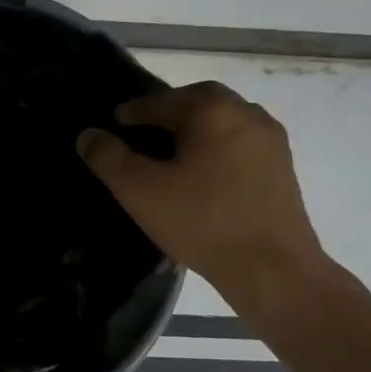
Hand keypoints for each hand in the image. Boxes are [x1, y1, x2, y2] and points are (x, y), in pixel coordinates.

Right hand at [77, 81, 326, 299]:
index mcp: (212, 110)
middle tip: (144, 130)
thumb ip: (108, 157)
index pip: (161, 101)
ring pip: (223, 120)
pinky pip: (241, 142)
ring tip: (172, 152)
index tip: (115, 123)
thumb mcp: (140, 190)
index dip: (133, 112)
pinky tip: (203, 173)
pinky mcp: (283, 167)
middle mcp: (246, 113)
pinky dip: (217, 145)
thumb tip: (88, 135)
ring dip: (196, 127)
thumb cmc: (202, 222)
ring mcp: (271, 140)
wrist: (274, 270)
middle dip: (169, 110)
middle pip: (198, 101)